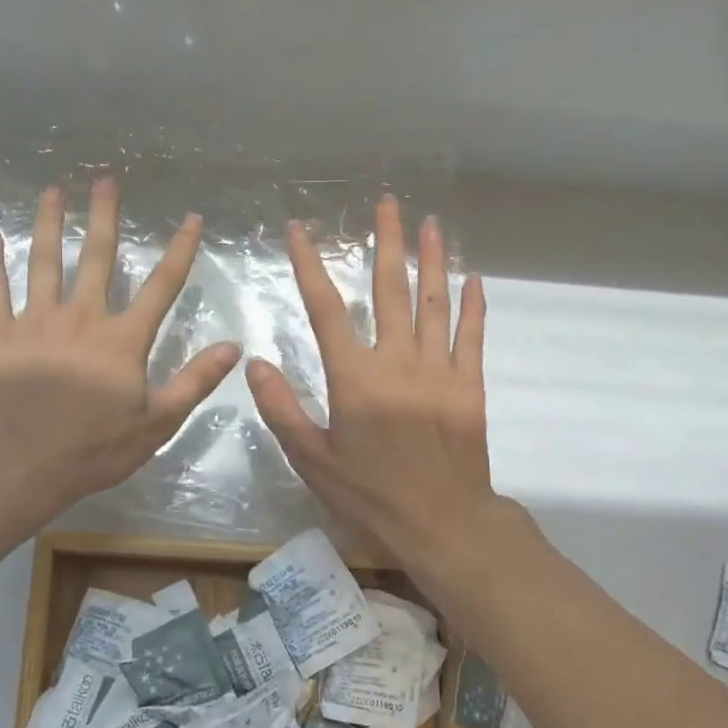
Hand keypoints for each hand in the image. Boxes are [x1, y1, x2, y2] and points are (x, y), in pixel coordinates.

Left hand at [0, 178, 240, 517]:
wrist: (21, 463)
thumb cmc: (94, 448)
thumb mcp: (157, 422)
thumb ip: (195, 381)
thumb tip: (233, 346)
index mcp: (122, 340)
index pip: (161, 287)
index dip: (180, 251)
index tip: (192, 218)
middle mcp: (81, 318)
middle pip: (96, 258)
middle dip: (103, 217)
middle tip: (104, 179)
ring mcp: (36, 322)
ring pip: (44, 262)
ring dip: (48, 224)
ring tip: (52, 191)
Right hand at [248, 195, 496, 573]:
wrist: (442, 523)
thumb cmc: (369, 495)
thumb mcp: (312, 460)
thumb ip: (282, 409)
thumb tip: (255, 362)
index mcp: (354, 379)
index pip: (326, 310)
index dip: (309, 266)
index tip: (300, 230)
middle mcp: (398, 363)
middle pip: (389, 291)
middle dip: (385, 243)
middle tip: (387, 203)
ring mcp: (439, 371)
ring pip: (434, 303)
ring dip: (431, 261)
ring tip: (430, 224)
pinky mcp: (469, 387)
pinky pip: (471, 337)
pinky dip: (472, 307)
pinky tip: (473, 280)